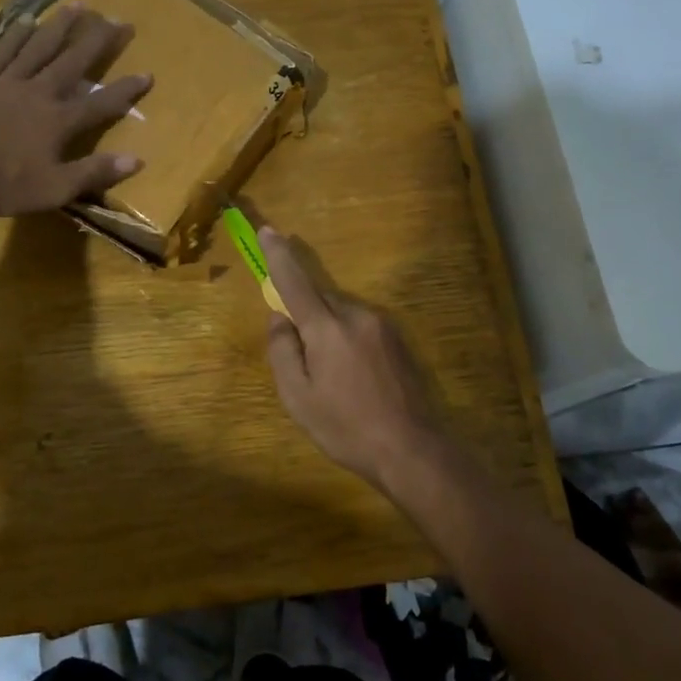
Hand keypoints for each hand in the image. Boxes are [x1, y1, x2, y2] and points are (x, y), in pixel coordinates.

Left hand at [0, 5, 152, 215]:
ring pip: (40, 46)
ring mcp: (8, 81)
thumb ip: (94, 172)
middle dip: (99, 41)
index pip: (101, 103)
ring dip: (62, 25)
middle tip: (119, 20)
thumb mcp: (55, 189)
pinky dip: (17, 35)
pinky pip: (3, 51)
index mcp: (59, 121)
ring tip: (80, 5)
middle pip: (74, 61)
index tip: (148, 73)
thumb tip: (137, 159)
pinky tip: (27, 20)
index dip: (126, 90)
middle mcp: (39, 92)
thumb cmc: (2, 184)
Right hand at [260, 226, 454, 498]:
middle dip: (306, 314)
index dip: (279, 256)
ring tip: (332, 377)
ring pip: (342, 314)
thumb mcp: (298, 397)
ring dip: (329, 331)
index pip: (296, 282)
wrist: (411, 449)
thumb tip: (279, 318)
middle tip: (303, 357)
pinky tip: (355, 378)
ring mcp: (384, 326)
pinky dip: (349, 340)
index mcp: (327, 329)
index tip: (269, 230)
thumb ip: (282, 351)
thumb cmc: (345, 427)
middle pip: (320, 299)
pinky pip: (362, 327)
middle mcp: (357, 316)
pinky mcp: (400, 340)